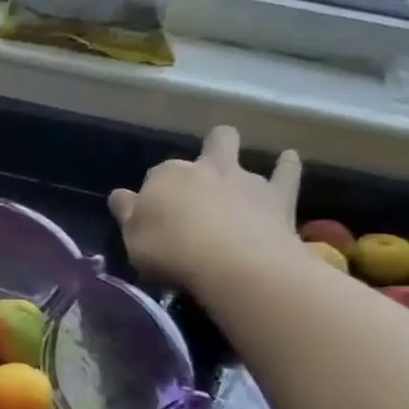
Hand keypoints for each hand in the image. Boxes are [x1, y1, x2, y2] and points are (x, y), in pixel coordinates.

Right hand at [109, 127, 302, 292]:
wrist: (233, 263)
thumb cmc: (171, 251)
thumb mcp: (132, 239)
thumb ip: (128, 214)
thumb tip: (121, 196)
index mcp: (164, 177)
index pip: (154, 177)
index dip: (154, 193)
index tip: (152, 214)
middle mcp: (202, 168)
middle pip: (206, 146)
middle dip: (205, 151)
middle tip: (200, 176)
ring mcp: (241, 178)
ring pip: (236, 152)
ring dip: (236, 160)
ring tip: (236, 176)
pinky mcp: (276, 194)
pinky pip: (285, 172)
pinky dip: (285, 165)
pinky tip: (287, 158)